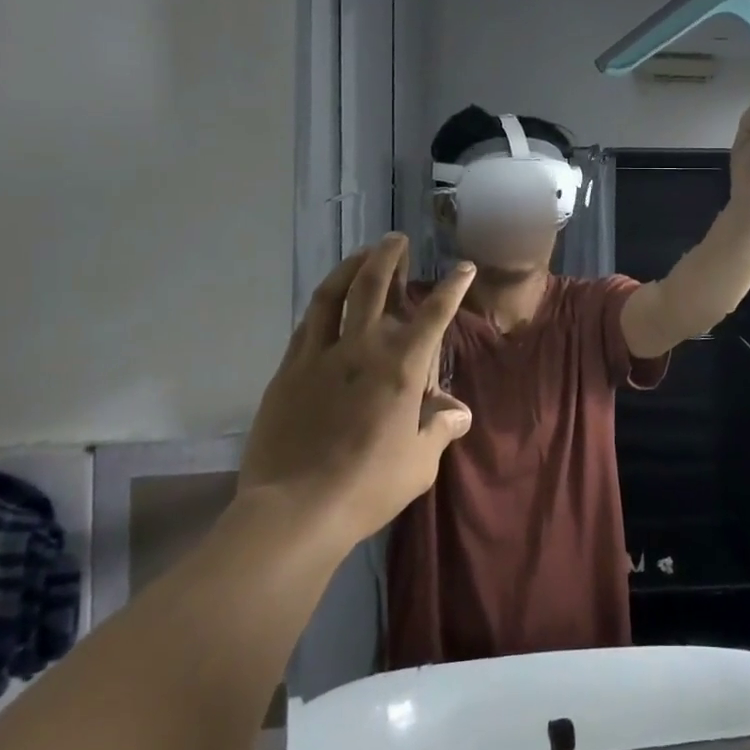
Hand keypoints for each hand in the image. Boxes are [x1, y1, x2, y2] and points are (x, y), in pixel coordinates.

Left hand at [239, 234, 475, 546]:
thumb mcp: (420, 462)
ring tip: (360, 255)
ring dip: (349, 268)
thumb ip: (440, 428)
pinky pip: (306, 326)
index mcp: (401, 367)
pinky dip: (321, 306)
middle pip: (373, 286)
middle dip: (388, 256)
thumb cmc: (370, 486)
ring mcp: (318, 357)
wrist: (296, 510)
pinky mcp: (287, 372)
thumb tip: (458, 412)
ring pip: (331, 296)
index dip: (452, 286)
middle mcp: (361, 349)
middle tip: (396, 239)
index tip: (463, 267)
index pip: (434, 314)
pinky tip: (325, 305)